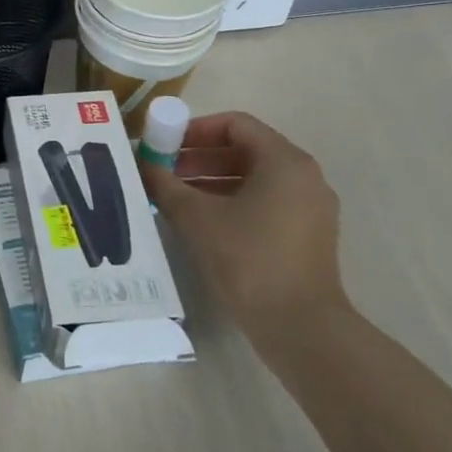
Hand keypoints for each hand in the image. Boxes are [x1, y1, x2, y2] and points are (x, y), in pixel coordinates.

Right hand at [138, 111, 346, 343]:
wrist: (300, 327)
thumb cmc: (248, 258)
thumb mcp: (196, 217)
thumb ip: (165, 184)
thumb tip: (141, 166)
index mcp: (284, 161)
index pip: (236, 124)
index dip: (195, 129)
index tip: (165, 144)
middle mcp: (304, 177)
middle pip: (245, 150)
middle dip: (199, 157)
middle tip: (163, 170)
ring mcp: (310, 208)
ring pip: (254, 178)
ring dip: (212, 180)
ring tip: (175, 196)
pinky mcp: (307, 235)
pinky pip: (265, 202)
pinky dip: (232, 201)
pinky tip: (201, 221)